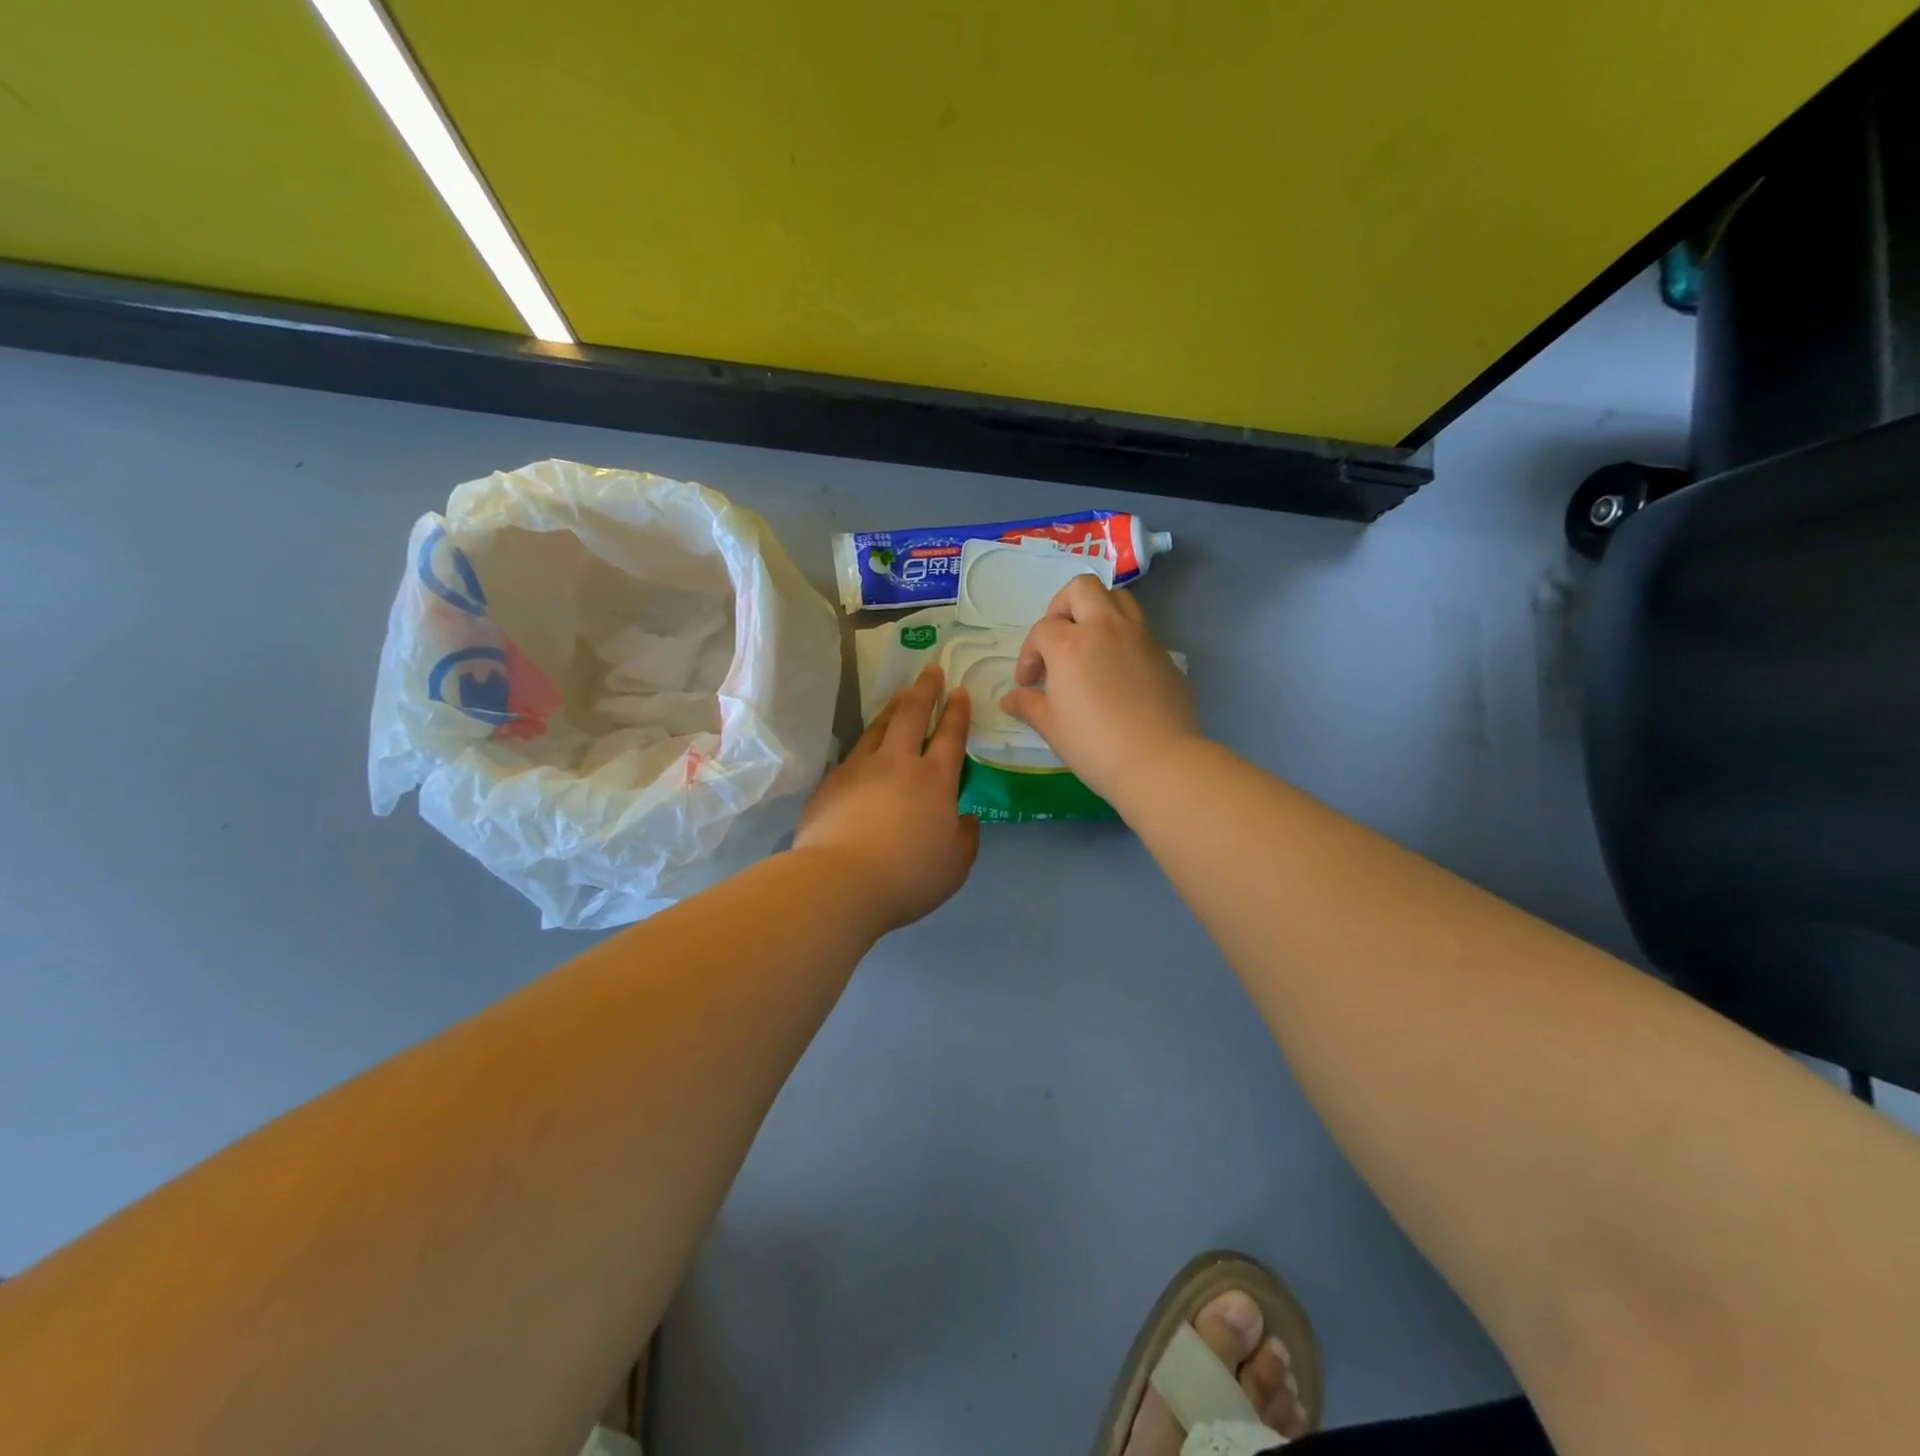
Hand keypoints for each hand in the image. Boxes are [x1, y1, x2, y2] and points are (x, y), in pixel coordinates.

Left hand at [794, 666, 979, 932]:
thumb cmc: (908, 876)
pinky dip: (867, 740)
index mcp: (935, 780)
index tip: (959, 690)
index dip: (957, 711)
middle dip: (926, 689)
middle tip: (931, 670)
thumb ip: (965, 838)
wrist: (840, 881)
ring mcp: (861, 768)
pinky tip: (867, 743)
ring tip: (901, 695)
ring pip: (880, 726)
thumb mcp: (955, 865)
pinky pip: (854, 751)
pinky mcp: (832, 782)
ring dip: (894, 706)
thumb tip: (964, 818)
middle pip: (913, 715)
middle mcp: (898, 763)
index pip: (951, 735)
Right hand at [1000, 576, 1198, 802]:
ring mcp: (1140, 638)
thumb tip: (1010, 699)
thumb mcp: (1051, 727)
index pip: (1042, 631)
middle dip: (1062, 607)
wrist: (1158, 761)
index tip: (1028, 683)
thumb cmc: (1094, 745)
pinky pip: (1140, 630)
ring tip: (1089, 644)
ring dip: (1097, 611)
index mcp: (1070, 644)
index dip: (1028, 655)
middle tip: (1057, 639)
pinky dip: (1123, 639)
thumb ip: (1028, 706)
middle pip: (1081, 589)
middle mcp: (1106, 629)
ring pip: (1118, 599)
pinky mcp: (1165, 655)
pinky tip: (1118, 673)